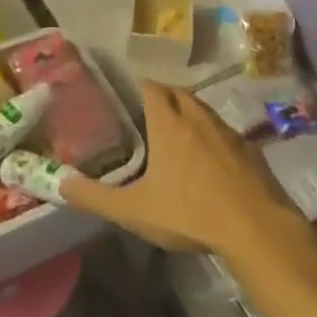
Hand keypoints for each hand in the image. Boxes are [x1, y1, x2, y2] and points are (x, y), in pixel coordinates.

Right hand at [63, 82, 306, 259]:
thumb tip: (60, 185)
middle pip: (179, 93)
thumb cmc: (190, 212)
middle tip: (148, 115)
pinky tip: (210, 161)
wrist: (256, 228)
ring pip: (204, 111)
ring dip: (190, 115)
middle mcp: (198, 117)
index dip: (140, 87)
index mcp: (169, 123)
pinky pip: (225, 133)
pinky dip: (213, 137)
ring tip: (177, 135)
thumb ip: (95, 197)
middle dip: (164, 97)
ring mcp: (228, 132)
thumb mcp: (134, 211)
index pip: (152, 88)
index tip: (128, 95)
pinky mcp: (251, 150)